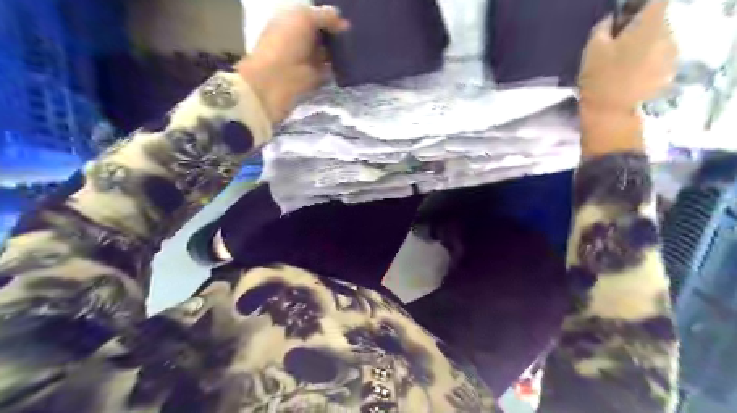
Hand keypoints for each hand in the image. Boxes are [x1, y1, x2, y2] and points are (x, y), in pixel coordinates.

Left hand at [238, 5, 347, 122]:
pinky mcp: (316, 77)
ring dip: (341, 50)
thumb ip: (324, 16)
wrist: (276, 80)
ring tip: (357, 47)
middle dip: (337, 33)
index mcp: (291, 21)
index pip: (313, 16)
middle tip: (355, 33)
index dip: (328, 16)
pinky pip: (332, 69)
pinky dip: (341, 67)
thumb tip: (343, 22)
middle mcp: (299, 39)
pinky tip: (353, 63)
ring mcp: (308, 60)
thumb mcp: (303, 19)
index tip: (346, 18)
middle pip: (323, 34)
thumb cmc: (284, 43)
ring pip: (329, 52)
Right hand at [578, 0, 675, 110]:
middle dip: (640, 27)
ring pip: (660, 39)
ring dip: (645, 44)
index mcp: (650, 24)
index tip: (623, 18)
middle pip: (658, 20)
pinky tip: (631, 73)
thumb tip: (611, 20)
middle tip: (618, 42)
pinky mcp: (668, 72)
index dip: (638, 7)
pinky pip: (660, 57)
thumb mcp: (592, 49)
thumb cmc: (599, 79)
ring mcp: (671, 55)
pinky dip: (648, 60)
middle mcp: (668, 35)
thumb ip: (603, 28)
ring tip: (624, 60)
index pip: (655, 1)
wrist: (611, 114)